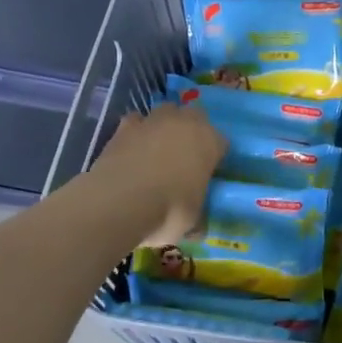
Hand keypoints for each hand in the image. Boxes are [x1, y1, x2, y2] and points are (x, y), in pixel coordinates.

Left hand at [92, 104, 224, 246]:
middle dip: (191, 130)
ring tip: (157, 149)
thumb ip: (198, 218)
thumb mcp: (192, 222)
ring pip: (165, 112)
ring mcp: (154, 121)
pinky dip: (136, 132)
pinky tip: (132, 149)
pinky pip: (136, 122)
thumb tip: (198, 230)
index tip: (208, 173)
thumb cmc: (168, 211)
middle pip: (195, 116)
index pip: (221, 142)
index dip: (215, 157)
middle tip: (185, 155)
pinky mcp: (125, 127)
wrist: (120, 202)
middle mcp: (185, 123)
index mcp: (210, 142)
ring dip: (164, 126)